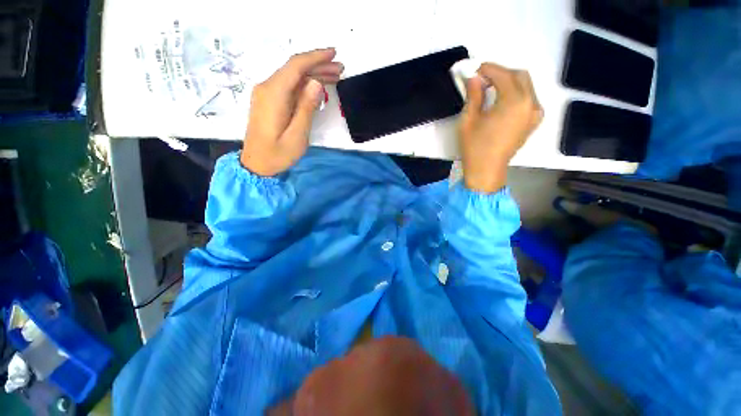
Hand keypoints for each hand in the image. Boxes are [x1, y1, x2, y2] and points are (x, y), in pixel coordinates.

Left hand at [241, 48, 343, 175]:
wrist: (256, 164)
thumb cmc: (278, 154)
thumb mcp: (297, 135)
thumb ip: (306, 108)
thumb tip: (316, 83)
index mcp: (274, 94)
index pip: (296, 66)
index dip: (316, 57)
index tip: (334, 53)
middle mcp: (267, 88)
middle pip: (295, 69)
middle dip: (318, 65)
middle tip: (340, 69)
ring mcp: (266, 93)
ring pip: (293, 77)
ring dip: (313, 74)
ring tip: (334, 76)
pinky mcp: (269, 101)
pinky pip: (289, 86)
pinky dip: (304, 84)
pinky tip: (317, 87)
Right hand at [459, 63, 542, 192]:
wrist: (487, 170)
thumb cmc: (475, 147)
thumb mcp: (469, 120)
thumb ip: (474, 95)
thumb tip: (474, 78)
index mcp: (514, 101)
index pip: (503, 75)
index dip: (488, 69)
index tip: (475, 70)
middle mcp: (530, 102)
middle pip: (519, 75)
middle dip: (500, 73)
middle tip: (482, 80)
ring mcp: (535, 112)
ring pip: (526, 86)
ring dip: (509, 82)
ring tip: (490, 90)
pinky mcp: (533, 121)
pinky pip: (529, 98)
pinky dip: (517, 94)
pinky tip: (503, 101)